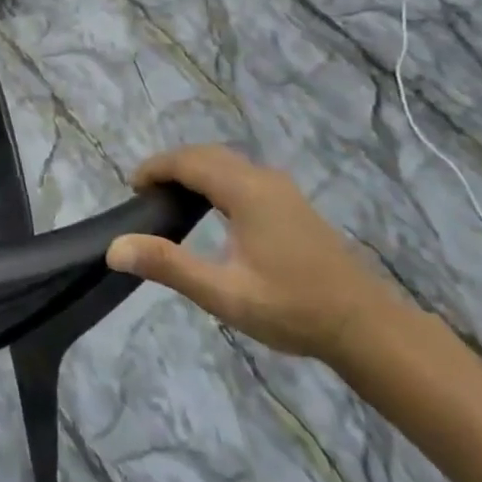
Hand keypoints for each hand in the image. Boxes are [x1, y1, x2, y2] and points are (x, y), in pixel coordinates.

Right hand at [106, 145, 399, 361]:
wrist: (367, 327)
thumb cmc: (292, 308)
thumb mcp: (223, 293)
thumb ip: (168, 266)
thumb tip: (114, 248)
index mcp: (245, 191)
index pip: (187, 161)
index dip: (155, 168)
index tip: (132, 189)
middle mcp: (263, 179)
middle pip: (207, 154)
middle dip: (172, 166)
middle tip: (147, 195)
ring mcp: (282, 189)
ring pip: (227, 162)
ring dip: (194, 170)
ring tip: (171, 200)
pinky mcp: (292, 203)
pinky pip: (242, 174)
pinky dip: (215, 178)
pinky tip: (212, 210)